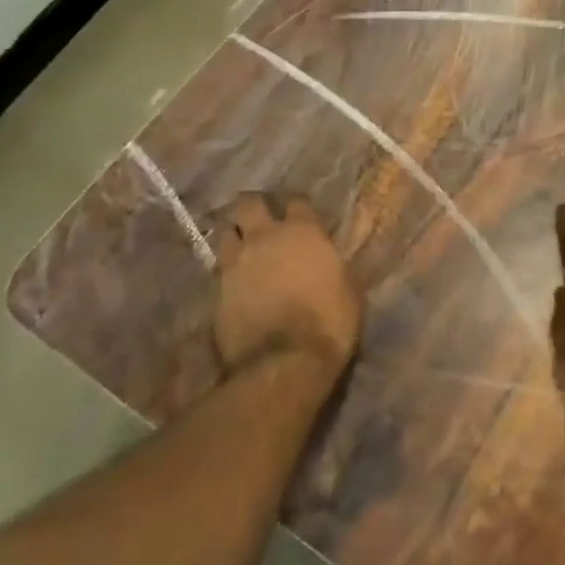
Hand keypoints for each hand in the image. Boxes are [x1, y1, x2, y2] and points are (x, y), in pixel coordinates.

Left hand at [213, 192, 362, 387]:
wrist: (284, 363)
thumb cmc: (329, 323)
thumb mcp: (348, 288)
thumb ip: (332, 264)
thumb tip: (327, 259)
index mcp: (304, 233)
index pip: (296, 201)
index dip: (295, 204)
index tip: (298, 211)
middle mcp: (265, 238)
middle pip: (250, 203)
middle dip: (254, 205)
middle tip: (261, 215)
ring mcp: (236, 263)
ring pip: (227, 232)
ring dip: (236, 235)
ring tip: (244, 246)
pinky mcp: (216, 291)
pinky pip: (219, 267)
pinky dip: (227, 269)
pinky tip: (235, 279)